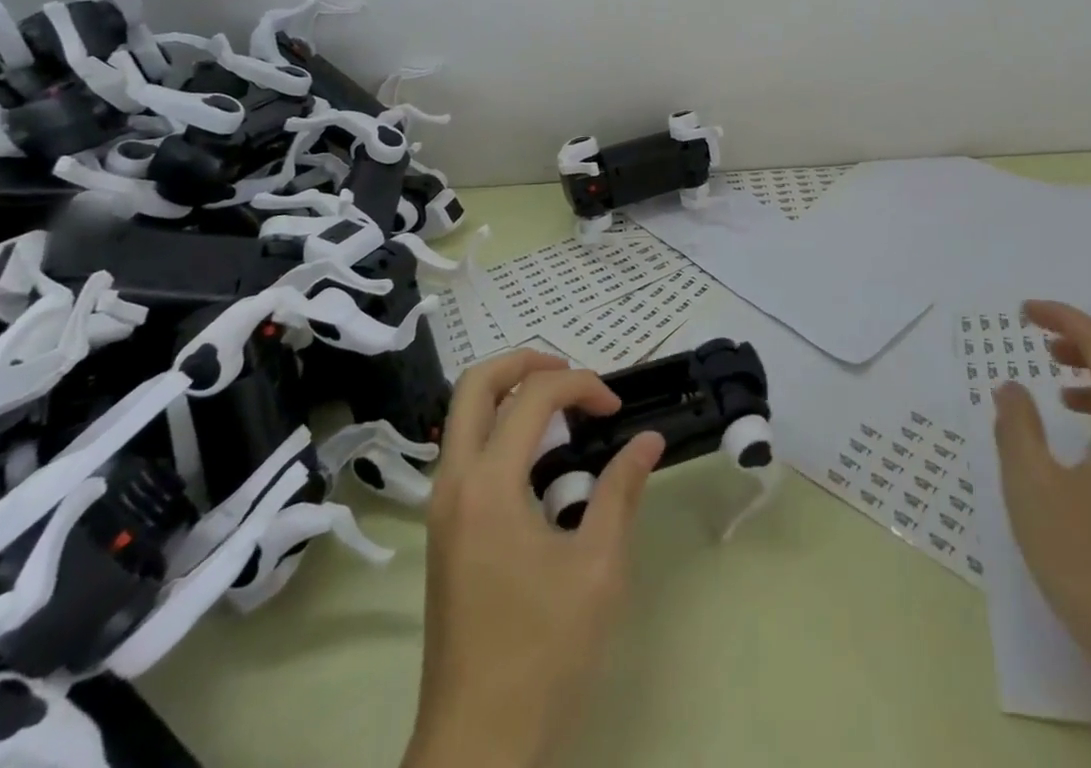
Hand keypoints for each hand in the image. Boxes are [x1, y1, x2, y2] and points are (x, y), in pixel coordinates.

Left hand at [404, 350, 665, 767]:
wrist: (476, 747)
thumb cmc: (542, 654)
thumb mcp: (597, 568)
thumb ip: (621, 491)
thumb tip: (648, 439)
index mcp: (488, 485)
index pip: (533, 395)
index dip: (582, 385)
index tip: (617, 410)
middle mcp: (453, 483)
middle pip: (476, 384)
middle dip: (527, 362)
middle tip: (574, 374)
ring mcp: (441, 507)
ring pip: (464, 415)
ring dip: (511, 393)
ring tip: (563, 410)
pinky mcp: (444, 530)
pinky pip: (467, 450)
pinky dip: (501, 428)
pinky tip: (540, 458)